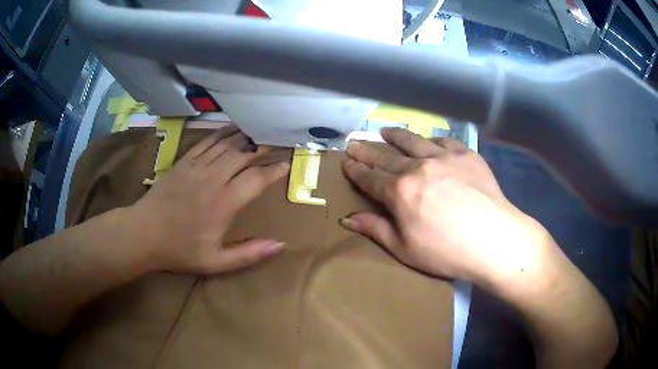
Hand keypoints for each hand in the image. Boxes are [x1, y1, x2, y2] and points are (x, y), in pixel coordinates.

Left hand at [128, 128, 289, 274]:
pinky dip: (222, 133)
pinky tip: (232, 128)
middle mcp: (213, 179)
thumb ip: (248, 254)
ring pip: (227, 144)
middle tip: (278, 141)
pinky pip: (207, 142)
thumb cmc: (179, 249)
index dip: (274, 170)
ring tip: (261, 130)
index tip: (286, 164)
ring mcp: (196, 167)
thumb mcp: (215, 262)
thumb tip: (280, 245)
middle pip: (244, 155)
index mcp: (224, 203)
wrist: (144, 233)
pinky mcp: (184, 162)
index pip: (256, 179)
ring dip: (246, 136)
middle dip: (264, 147)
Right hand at [340, 128, 547, 282]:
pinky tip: (426, 140)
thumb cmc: (446, 251)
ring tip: (384, 131)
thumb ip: (375, 229)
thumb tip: (347, 219)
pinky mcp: (466, 155)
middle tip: (354, 141)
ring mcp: (443, 157)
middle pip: (386, 156)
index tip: (345, 161)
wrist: (493, 239)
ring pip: (412, 141)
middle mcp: (418, 167)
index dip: (355, 169)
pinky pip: (443, 141)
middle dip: (367, 149)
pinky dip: (430, 140)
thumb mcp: (404, 248)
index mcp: (399, 191)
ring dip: (395, 136)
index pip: (370, 177)